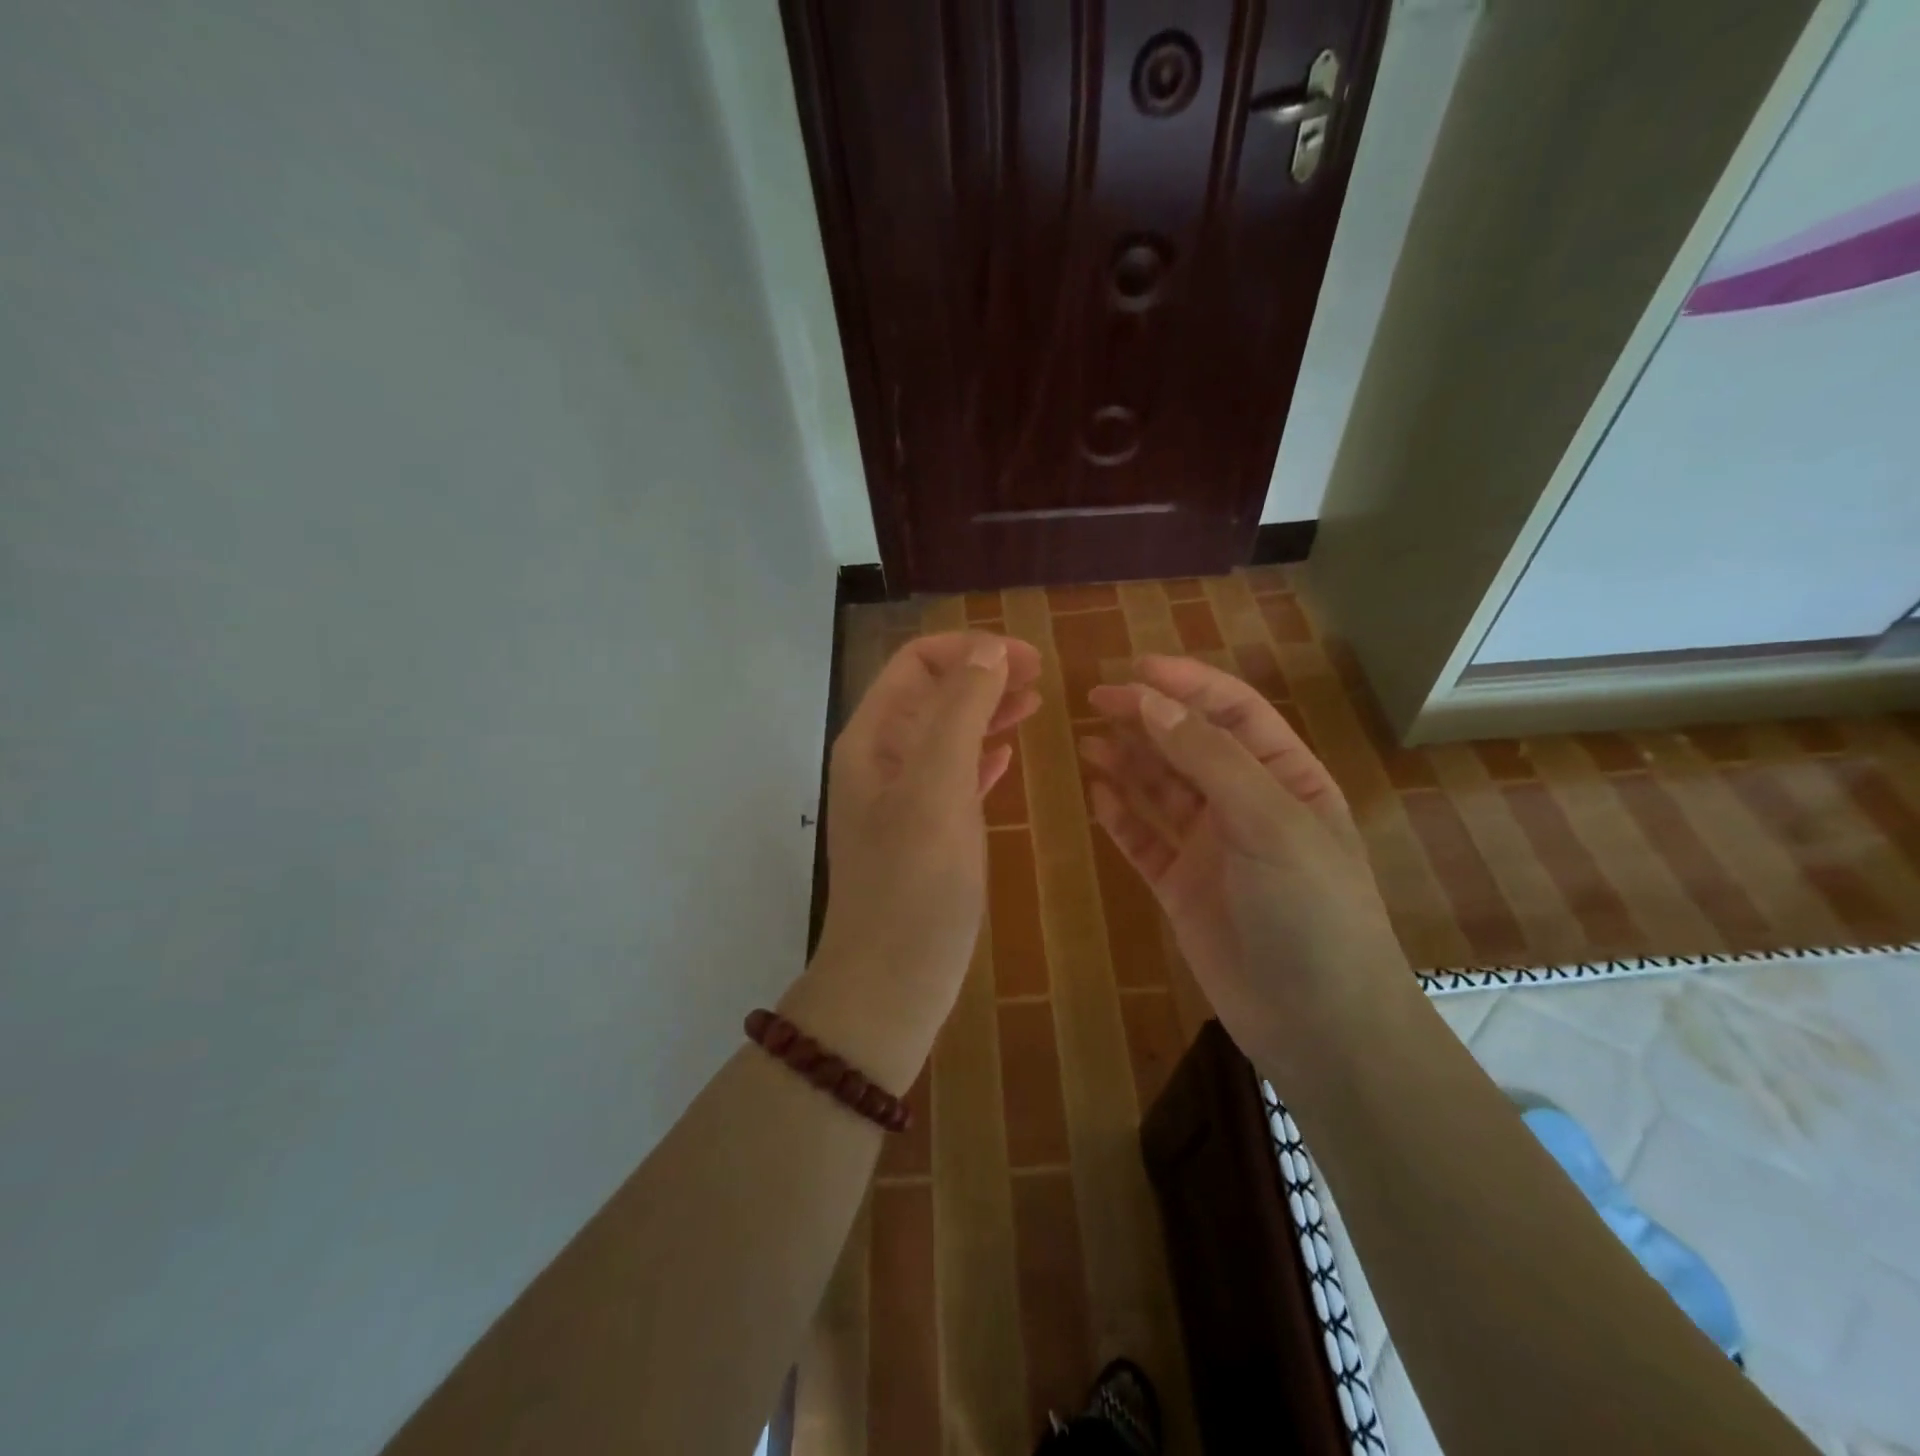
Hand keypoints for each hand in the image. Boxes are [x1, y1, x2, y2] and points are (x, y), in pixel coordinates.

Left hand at [790, 631, 1042, 1090]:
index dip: (971, 650)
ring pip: (946, 733)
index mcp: (873, 739)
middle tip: (1042, 678)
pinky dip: (982, 755)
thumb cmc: (914, 884)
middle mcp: (881, 760)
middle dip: (984, 675)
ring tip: (1034, 704)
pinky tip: (1008, 754)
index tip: (1029, 659)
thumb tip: (989, 650)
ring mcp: (902, 798)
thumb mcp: (937, 788)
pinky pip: (954, 776)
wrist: (891, 984)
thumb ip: (959, 712)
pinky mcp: (925, 832)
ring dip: (987, 711)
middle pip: (933, 693)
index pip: (916, 663)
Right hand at [1080, 656, 1405, 1071]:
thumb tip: (1150, 702)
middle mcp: (1246, 805)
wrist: (1318, 1024)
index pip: (1233, 713)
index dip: (1187, 684)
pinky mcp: (1181, 887)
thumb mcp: (1269, 822)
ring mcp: (1212, 848)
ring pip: (1161, 791)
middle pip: (1189, 746)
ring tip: (1087, 743)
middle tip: (1094, 701)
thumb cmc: (1311, 909)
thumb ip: (1209, 759)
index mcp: (1285, 779)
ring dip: (1128, 763)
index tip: (1134, 669)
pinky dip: (1121, 817)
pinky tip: (1097, 795)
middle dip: (1147, 719)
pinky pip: (1145, 840)